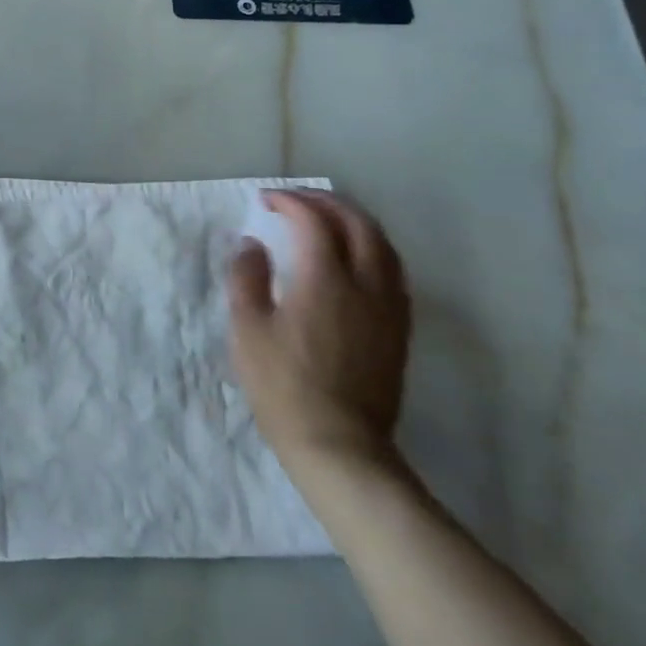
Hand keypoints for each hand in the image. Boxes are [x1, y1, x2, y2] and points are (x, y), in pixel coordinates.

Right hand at [226, 189, 410, 478]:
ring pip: (383, 245)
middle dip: (327, 202)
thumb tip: (252, 245)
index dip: (290, 202)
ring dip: (354, 222)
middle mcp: (365, 284)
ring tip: (327, 220)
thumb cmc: (283, 386)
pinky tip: (354, 260)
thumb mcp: (247, 329)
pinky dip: (371, 249)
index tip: (266, 200)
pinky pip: (393, 272)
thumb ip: (247, 278)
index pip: (313, 221)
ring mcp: (389, 308)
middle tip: (297, 200)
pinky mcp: (398, 330)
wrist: (339, 445)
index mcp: (325, 280)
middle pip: (358, 224)